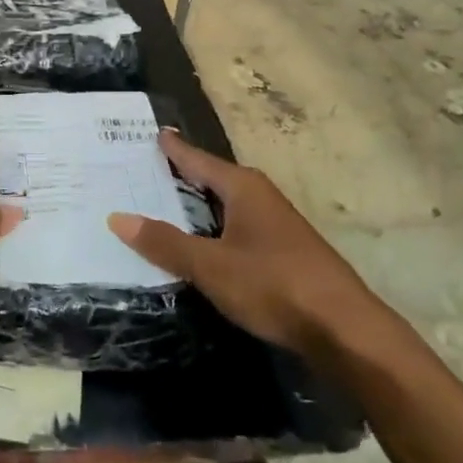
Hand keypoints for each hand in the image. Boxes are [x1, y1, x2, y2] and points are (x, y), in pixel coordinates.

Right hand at [109, 131, 376, 353]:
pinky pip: (236, 228)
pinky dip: (213, 229)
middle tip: (142, 172)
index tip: (153, 133)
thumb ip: (165, 243)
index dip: (173, 149)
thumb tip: (117, 217)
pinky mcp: (284, 252)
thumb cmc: (274, 286)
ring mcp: (275, 224)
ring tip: (162, 206)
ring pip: (225, 206)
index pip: (198, 159)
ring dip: (196, 207)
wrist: (345, 330)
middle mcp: (260, 196)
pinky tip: (200, 245)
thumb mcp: (211, 266)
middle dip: (180, 176)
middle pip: (212, 179)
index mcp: (243, 187)